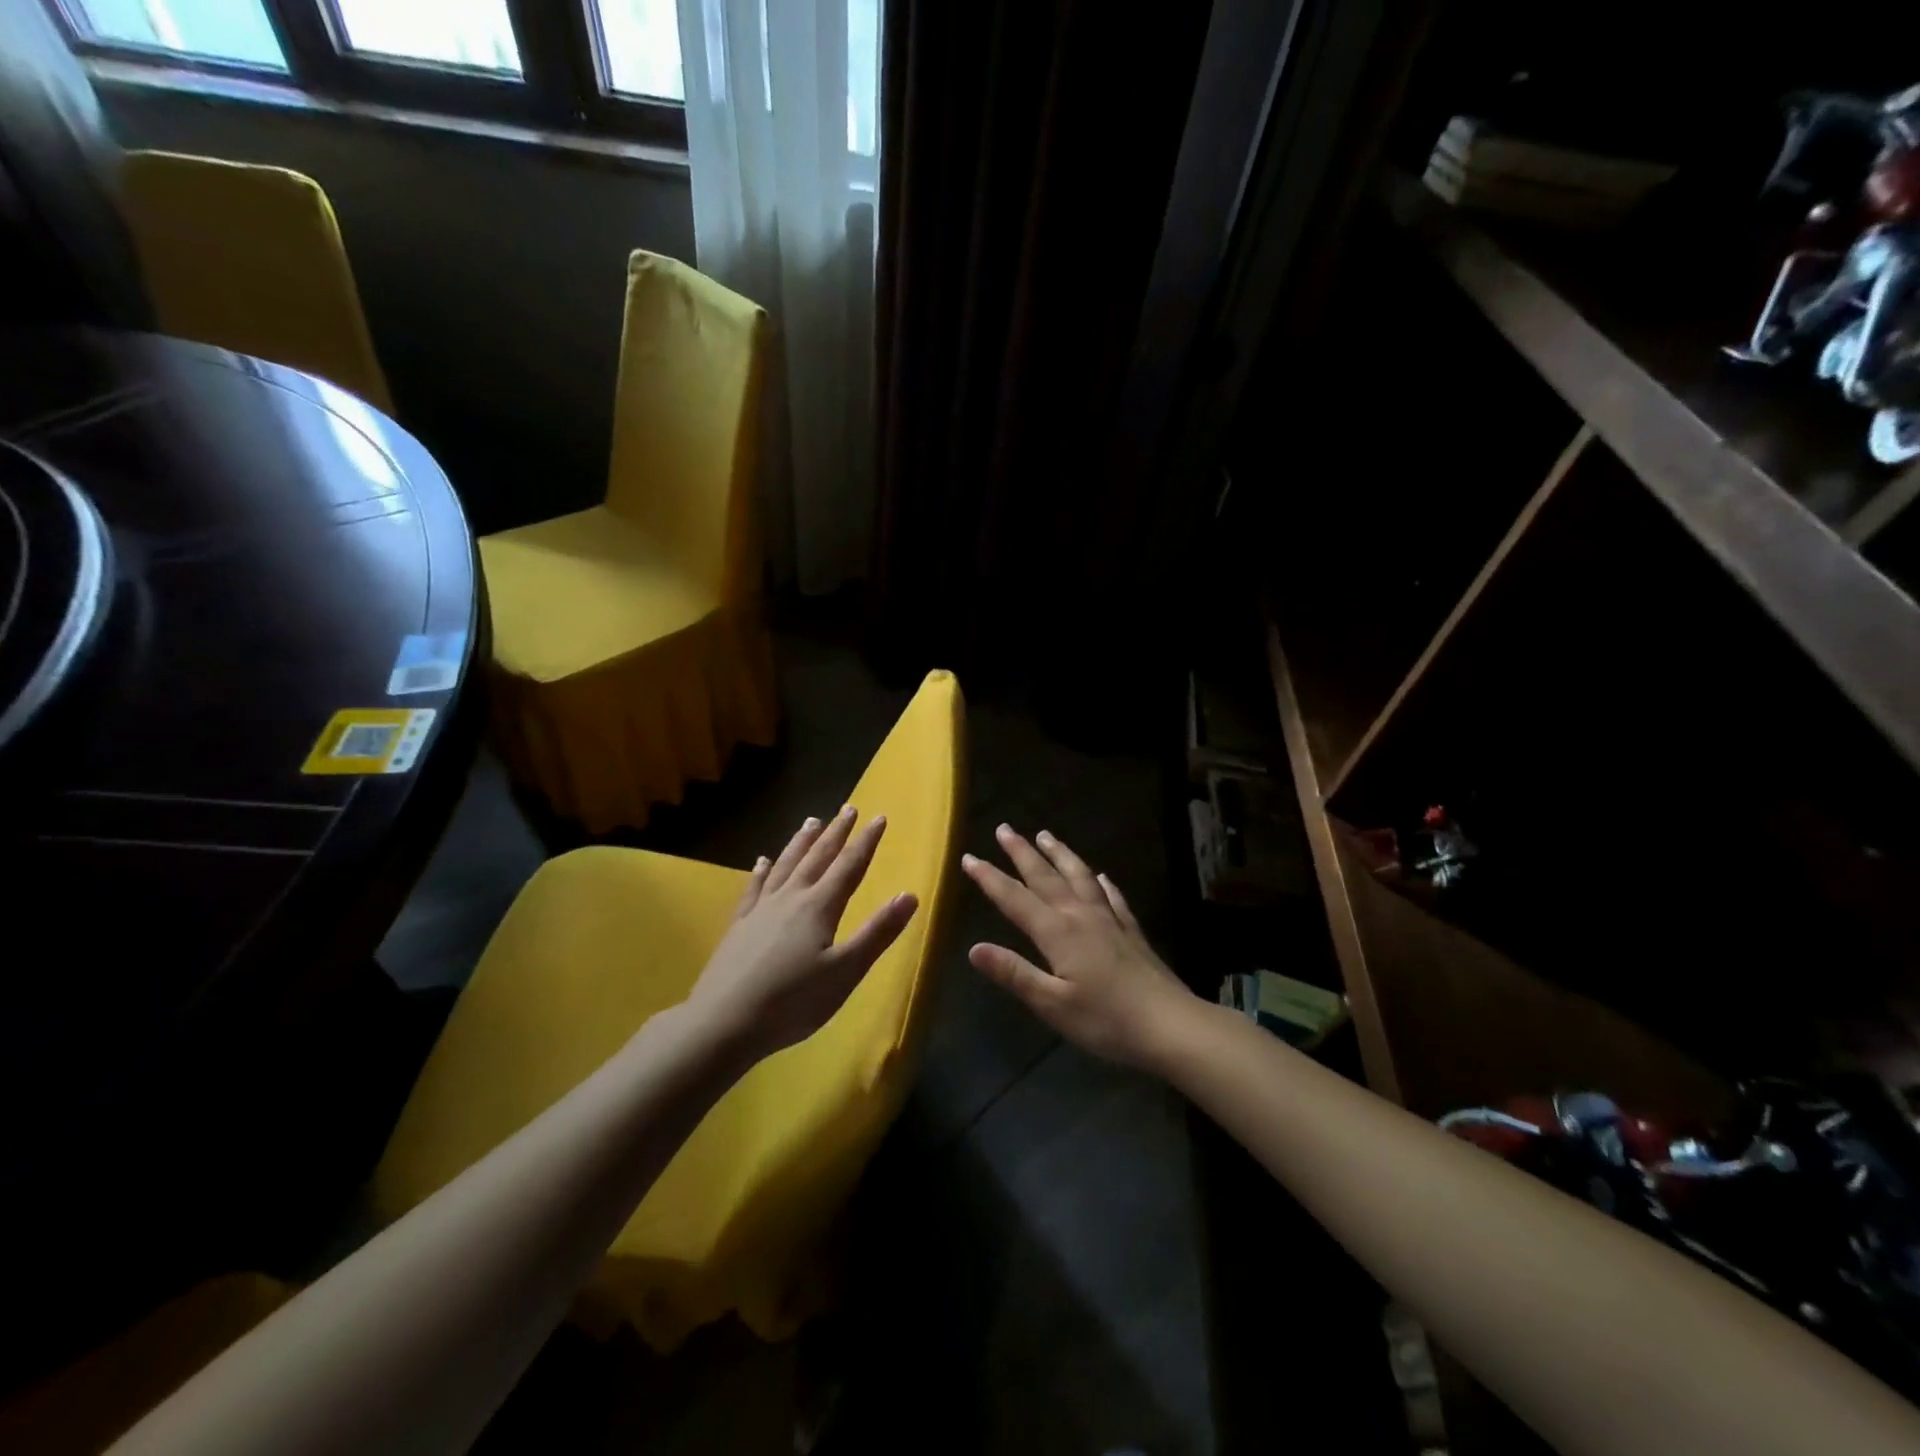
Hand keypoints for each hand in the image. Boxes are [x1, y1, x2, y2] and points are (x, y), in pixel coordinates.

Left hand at [687, 808, 917, 1061]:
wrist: (723, 1023)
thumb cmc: (792, 1002)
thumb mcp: (846, 971)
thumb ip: (878, 932)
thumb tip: (910, 895)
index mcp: (819, 907)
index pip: (849, 866)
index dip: (866, 841)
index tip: (879, 817)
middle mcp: (790, 898)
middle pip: (817, 858)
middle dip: (836, 833)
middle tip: (848, 809)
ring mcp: (760, 910)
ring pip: (785, 866)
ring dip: (801, 843)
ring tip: (811, 822)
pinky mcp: (739, 926)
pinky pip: (753, 888)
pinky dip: (761, 871)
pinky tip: (762, 861)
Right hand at [963, 825, 1195, 1072]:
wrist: (1171, 1025)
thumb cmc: (1106, 1020)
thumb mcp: (1052, 1004)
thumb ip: (1014, 973)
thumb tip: (974, 948)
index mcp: (1058, 933)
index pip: (1015, 899)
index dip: (990, 878)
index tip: (969, 857)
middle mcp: (1081, 916)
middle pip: (1046, 877)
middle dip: (1022, 853)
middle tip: (1005, 829)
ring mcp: (1109, 920)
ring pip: (1079, 877)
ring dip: (1060, 854)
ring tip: (1046, 835)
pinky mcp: (1131, 931)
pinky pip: (1112, 897)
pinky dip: (1101, 882)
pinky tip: (1100, 876)